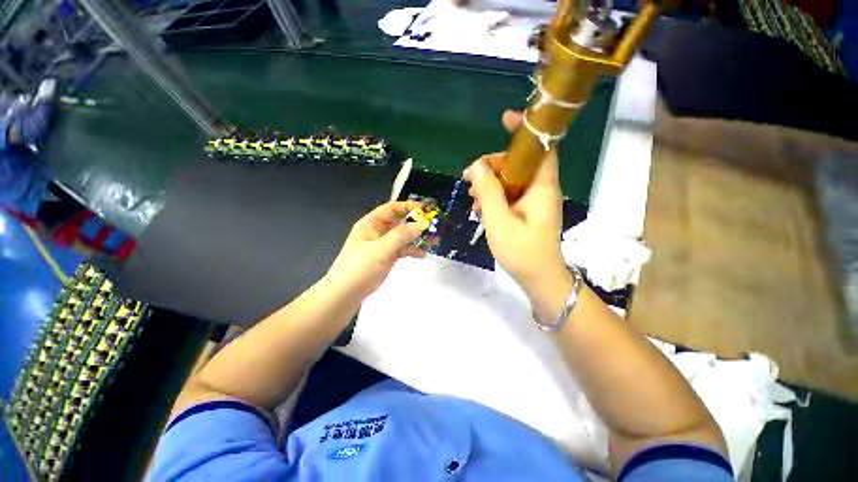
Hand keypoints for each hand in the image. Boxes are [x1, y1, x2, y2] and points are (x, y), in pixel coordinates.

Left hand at [326, 201, 425, 299]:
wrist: (345, 293)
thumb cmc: (360, 267)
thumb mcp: (381, 249)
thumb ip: (401, 236)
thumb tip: (419, 225)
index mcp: (371, 223)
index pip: (392, 208)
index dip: (408, 206)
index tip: (425, 209)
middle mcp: (377, 231)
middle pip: (399, 221)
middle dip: (416, 223)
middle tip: (433, 225)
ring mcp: (382, 245)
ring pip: (402, 236)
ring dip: (416, 237)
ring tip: (433, 239)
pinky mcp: (386, 257)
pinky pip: (401, 249)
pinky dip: (411, 250)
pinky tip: (422, 254)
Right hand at [463, 111, 567, 297]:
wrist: (538, 278)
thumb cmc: (522, 251)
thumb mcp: (499, 220)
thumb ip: (488, 192)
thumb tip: (475, 166)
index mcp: (542, 187)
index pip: (541, 148)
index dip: (526, 131)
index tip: (505, 120)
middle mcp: (541, 190)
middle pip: (519, 164)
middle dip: (493, 165)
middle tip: (470, 176)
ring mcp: (534, 202)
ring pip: (512, 180)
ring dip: (491, 183)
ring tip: (472, 195)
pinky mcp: (527, 212)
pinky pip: (510, 195)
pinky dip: (495, 196)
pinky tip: (480, 207)